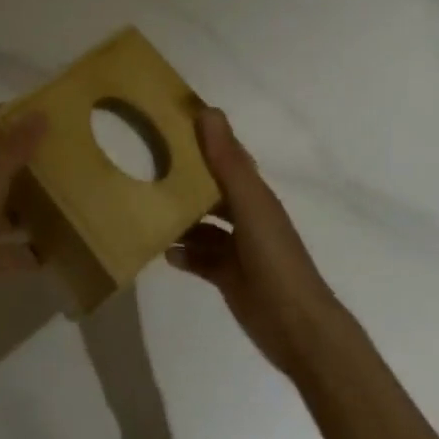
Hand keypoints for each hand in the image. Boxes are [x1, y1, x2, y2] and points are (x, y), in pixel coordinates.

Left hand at [0, 107, 47, 369]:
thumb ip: (10, 154)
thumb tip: (38, 113)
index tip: (29, 113)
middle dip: (19, 158)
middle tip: (58, 152)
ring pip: (0, 209)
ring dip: (27, 204)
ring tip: (65, 196)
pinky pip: (7, 252)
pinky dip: (28, 251)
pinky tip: (56, 251)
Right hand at [168, 108, 343, 377]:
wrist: (297, 328)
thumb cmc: (275, 259)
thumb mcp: (249, 205)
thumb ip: (227, 162)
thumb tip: (208, 111)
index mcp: (253, 193)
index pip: (223, 154)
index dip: (200, 137)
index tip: (165, 120)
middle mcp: (245, 215)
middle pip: (208, 187)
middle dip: (181, 176)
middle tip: (141, 163)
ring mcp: (237, 247)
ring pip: (200, 224)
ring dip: (177, 217)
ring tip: (143, 207)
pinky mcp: (228, 276)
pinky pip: (198, 257)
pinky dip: (182, 253)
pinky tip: (162, 252)